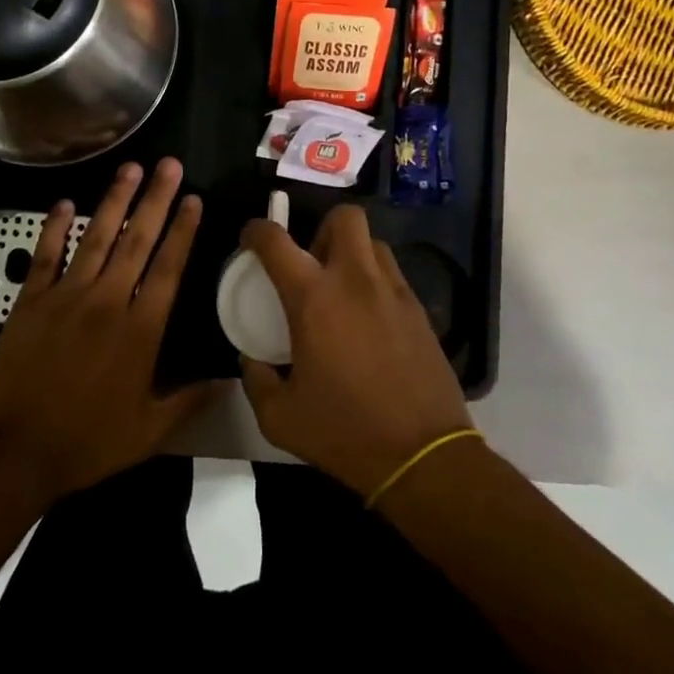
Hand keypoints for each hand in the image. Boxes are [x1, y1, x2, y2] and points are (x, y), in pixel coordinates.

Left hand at [0, 158, 217, 500]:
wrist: (18, 451)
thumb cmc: (88, 442)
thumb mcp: (148, 432)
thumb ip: (188, 400)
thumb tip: (225, 380)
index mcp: (140, 330)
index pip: (168, 268)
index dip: (182, 231)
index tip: (193, 199)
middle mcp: (107, 302)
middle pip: (137, 241)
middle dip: (156, 199)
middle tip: (169, 165)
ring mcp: (66, 296)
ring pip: (96, 238)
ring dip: (114, 200)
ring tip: (130, 168)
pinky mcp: (31, 300)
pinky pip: (46, 256)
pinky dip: (54, 228)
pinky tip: (63, 202)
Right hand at [239, 205, 472, 497]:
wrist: (423, 457)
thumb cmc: (345, 432)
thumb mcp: (280, 417)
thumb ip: (256, 380)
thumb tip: (251, 360)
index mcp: (313, 298)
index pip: (275, 241)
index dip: (256, 231)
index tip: (250, 240)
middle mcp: (355, 281)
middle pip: (344, 217)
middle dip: (321, 227)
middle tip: (310, 263)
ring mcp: (393, 292)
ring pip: (373, 242)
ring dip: (351, 252)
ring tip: (341, 288)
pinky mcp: (419, 311)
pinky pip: (392, 274)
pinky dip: (374, 281)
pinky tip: (368, 318)